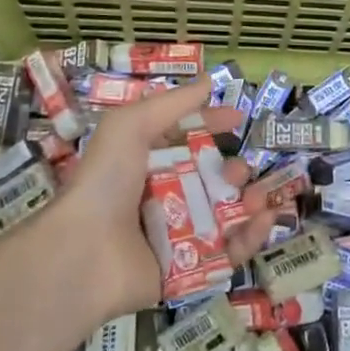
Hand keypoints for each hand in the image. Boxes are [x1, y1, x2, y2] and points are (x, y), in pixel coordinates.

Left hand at [49, 77, 276, 325]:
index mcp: (144, 162)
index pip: (185, 138)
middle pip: (208, 179)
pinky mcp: (187, 271)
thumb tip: (209, 79)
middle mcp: (160, 197)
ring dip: (248, 201)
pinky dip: (250, 237)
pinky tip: (266, 219)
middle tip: (243, 169)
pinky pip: (226, 253)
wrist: (83, 253)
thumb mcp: (131, 125)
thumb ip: (172, 103)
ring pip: (223, 215)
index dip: (210, 124)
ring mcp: (174, 235)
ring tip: (260, 195)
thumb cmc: (106, 181)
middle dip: (233, 170)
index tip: (237, 118)